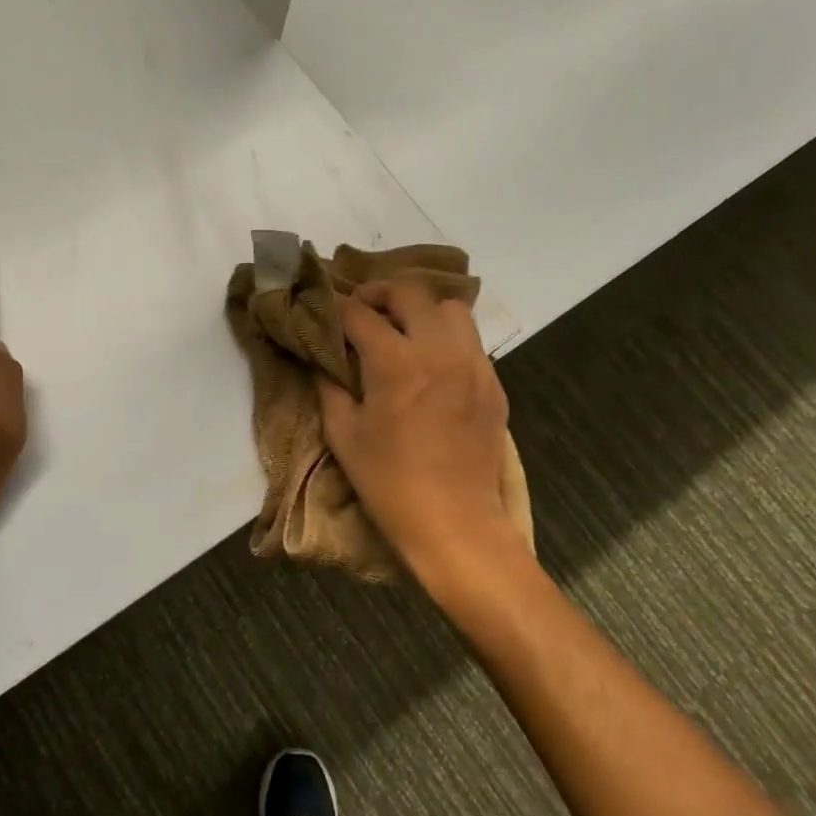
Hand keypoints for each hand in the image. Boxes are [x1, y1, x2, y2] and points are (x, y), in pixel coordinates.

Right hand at [318, 282, 515, 576]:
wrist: (453, 521)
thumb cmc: (388, 482)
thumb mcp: (343, 435)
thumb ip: (329, 387)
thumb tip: (321, 359)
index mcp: (396, 364)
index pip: (360, 314)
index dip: (338, 308)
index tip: (326, 312)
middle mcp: (439, 352)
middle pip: (411, 293)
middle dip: (380, 293)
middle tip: (363, 310)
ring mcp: (474, 365)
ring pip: (451, 308)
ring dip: (422, 311)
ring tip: (403, 331)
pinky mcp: (494, 384)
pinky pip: (470, 341)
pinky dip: (446, 339)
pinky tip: (431, 365)